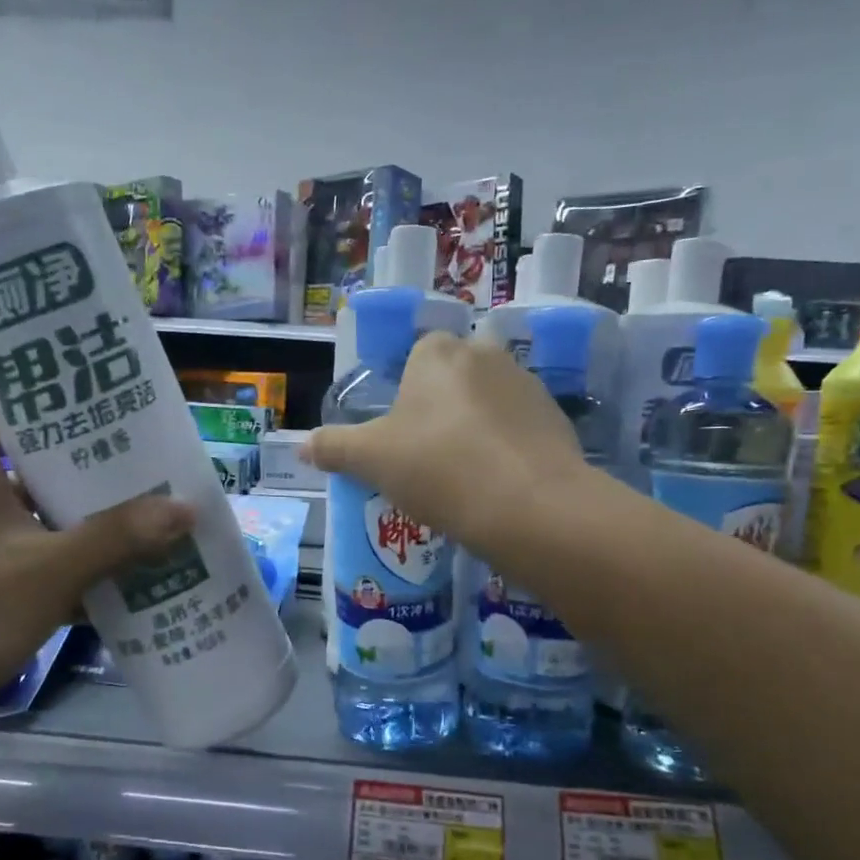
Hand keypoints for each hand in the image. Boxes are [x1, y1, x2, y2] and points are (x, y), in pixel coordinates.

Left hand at [0, 384, 195, 731]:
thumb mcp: (48, 572)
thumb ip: (117, 539)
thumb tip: (184, 507)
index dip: (12, 377)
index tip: (64, 367)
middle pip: (28, 459)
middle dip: (81, 450)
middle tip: (138, 440)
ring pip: (44, 515)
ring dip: (90, 512)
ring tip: (148, 501)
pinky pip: (47, 562)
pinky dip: (82, 564)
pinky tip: (126, 571)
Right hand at [304, 333, 588, 562]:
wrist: (528, 506)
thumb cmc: (437, 468)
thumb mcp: (370, 460)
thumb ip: (333, 447)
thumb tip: (302, 446)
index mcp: (438, 352)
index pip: (417, 357)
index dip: (406, 396)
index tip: (401, 436)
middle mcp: (486, 354)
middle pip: (454, 378)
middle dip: (442, 409)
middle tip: (427, 457)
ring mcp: (528, 385)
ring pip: (489, 402)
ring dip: (476, 427)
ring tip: (464, 477)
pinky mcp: (557, 419)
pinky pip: (518, 428)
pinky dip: (507, 448)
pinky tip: (498, 485)